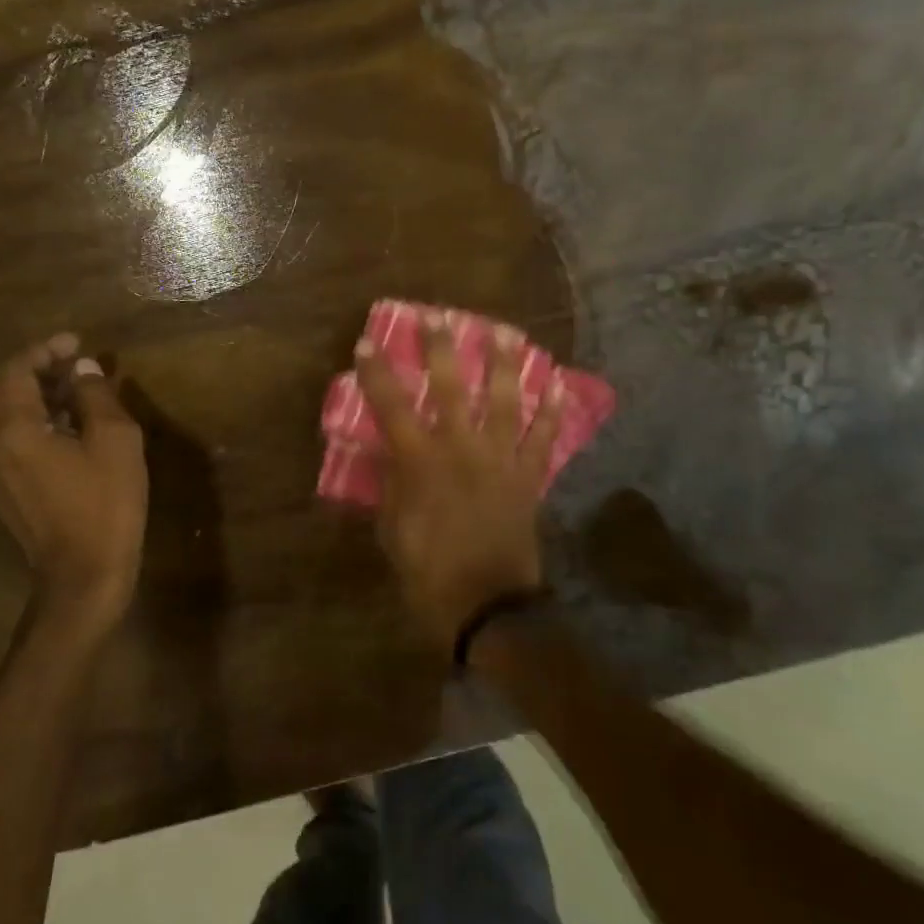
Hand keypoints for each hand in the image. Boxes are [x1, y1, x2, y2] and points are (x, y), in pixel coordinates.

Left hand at [0, 333, 147, 637]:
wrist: (84, 574)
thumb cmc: (105, 504)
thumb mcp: (115, 441)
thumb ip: (96, 396)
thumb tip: (83, 369)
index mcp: (13, 429)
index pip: (16, 371)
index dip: (44, 350)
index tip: (75, 342)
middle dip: (24, 368)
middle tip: (62, 364)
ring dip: (22, 393)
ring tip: (67, 390)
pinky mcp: (1, 488)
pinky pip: (0, 437)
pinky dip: (22, 417)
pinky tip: (61, 424)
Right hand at [355, 316, 563, 656]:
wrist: (488, 606)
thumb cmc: (429, 572)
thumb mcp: (393, 530)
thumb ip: (392, 485)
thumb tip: (392, 453)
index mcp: (422, 463)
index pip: (392, 407)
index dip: (378, 373)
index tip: (367, 343)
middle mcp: (463, 450)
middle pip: (451, 388)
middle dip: (442, 349)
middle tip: (438, 317)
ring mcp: (501, 461)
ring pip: (505, 401)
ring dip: (505, 365)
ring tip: (506, 332)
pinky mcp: (528, 478)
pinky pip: (543, 439)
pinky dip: (551, 411)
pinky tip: (556, 384)